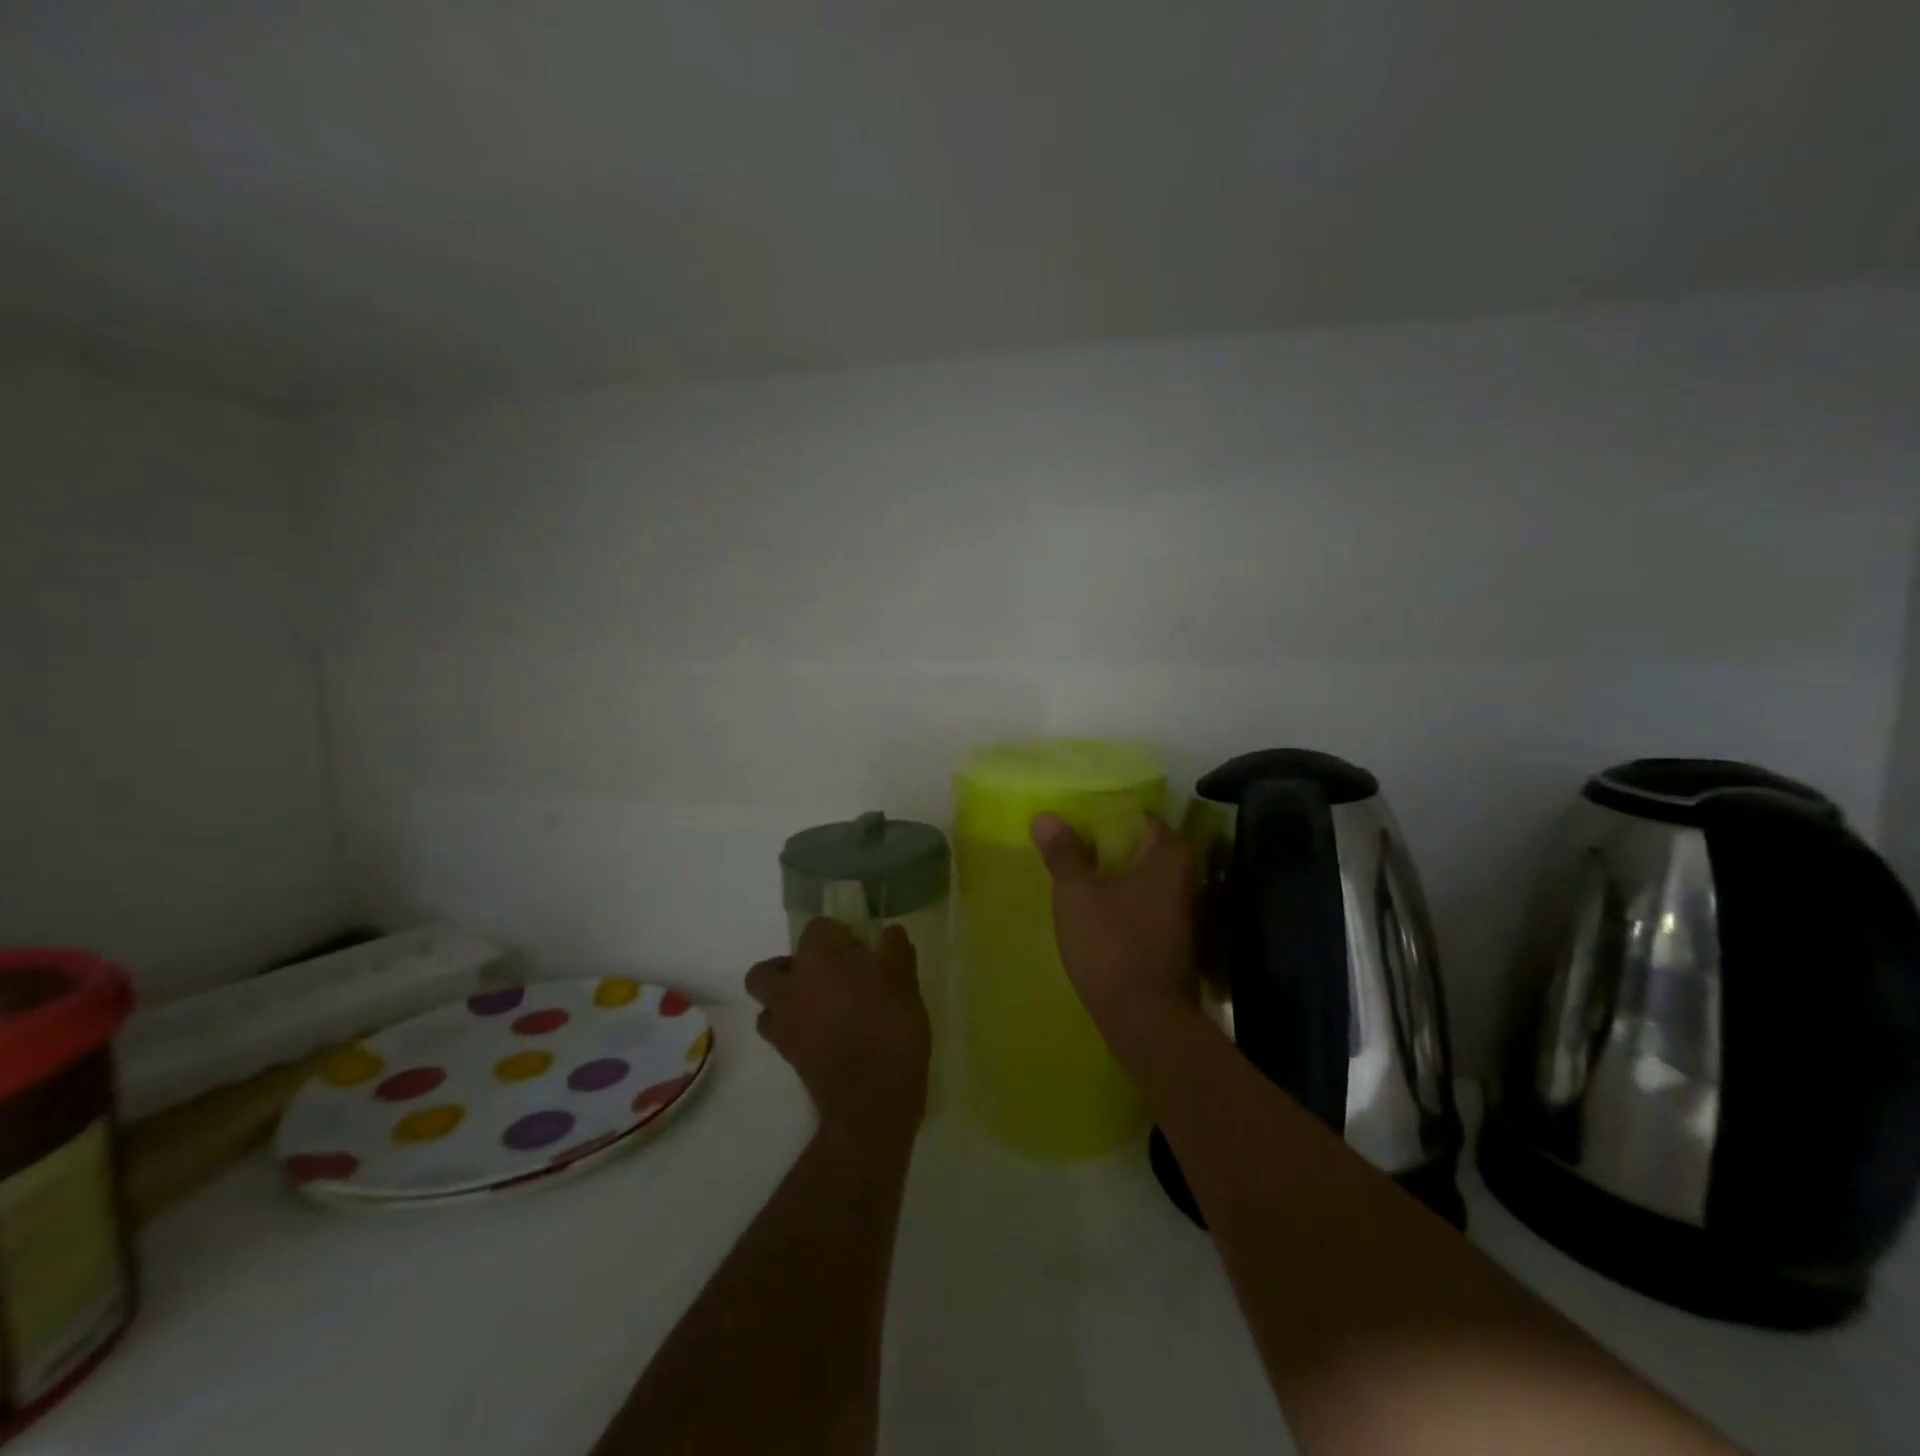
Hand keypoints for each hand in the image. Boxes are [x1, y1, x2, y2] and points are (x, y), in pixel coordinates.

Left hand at [745, 918, 930, 1143]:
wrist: (872, 1096)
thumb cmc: (889, 1024)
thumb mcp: (905, 978)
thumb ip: (895, 948)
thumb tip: (889, 932)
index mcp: (819, 955)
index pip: (818, 927)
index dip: (839, 935)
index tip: (861, 950)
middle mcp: (791, 983)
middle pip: (770, 968)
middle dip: (791, 967)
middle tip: (826, 976)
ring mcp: (783, 1021)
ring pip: (767, 1003)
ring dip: (786, 1000)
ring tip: (820, 1007)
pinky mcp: (786, 1055)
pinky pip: (780, 1033)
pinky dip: (794, 1030)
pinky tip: (823, 1035)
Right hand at [1031, 813, 1200, 1062]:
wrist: (1146, 1021)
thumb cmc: (1112, 945)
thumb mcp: (1076, 894)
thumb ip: (1063, 853)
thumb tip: (1045, 817)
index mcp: (1169, 854)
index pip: (1139, 816)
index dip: (1105, 816)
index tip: (1073, 821)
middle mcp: (1186, 876)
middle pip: (1141, 847)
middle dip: (1105, 846)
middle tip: (1066, 846)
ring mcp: (1184, 910)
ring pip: (1141, 879)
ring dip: (1112, 876)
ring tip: (1073, 875)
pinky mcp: (1175, 938)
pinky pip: (1143, 905)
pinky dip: (1121, 901)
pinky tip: (1092, 910)